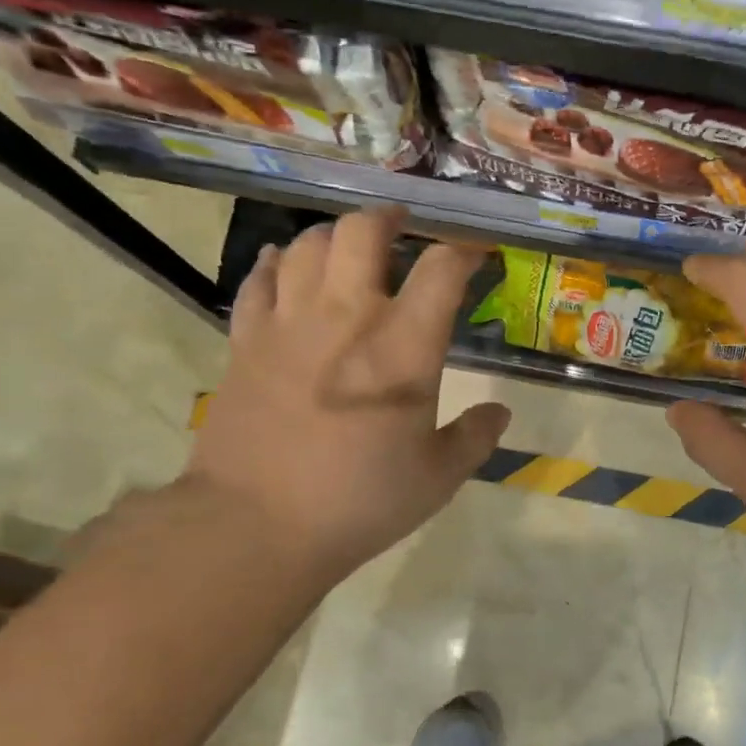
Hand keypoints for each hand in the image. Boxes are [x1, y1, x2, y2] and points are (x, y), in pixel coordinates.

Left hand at [185, 207, 510, 583]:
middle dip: (388, 219)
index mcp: (404, 346)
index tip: (474, 255)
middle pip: (362, 232)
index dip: (464, 252)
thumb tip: (499, 414)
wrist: (257, 525)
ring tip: (347, 248)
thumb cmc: (360, 502)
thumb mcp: (437, 477)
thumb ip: (474, 438)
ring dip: (333, 236)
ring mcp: (288, 323)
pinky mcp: (245, 341)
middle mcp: (346, 316)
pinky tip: (282, 264)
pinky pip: (257, 280)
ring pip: (306, 245)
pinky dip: (274, 263)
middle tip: (401, 227)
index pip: (441, 270)